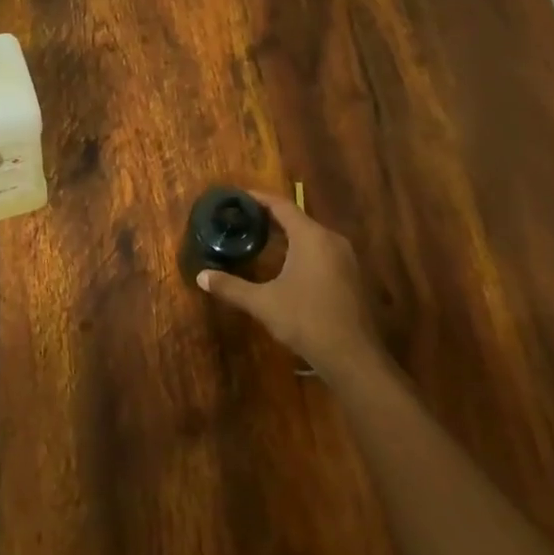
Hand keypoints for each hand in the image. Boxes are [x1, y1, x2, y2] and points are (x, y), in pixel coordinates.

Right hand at [197, 190, 383, 381]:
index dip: (259, 199)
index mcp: (311, 236)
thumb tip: (200, 276)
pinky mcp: (351, 275)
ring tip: (260, 239)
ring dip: (287, 235)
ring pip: (311, 235)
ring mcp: (345, 258)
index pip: (282, 206)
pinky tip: (286, 265)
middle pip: (297, 218)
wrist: (353, 357)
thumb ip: (231, 287)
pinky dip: (301, 250)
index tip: (238, 197)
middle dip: (270, 218)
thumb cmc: (306, 321)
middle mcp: (331, 239)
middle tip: (243, 219)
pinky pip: (322, 251)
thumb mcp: (263, 303)